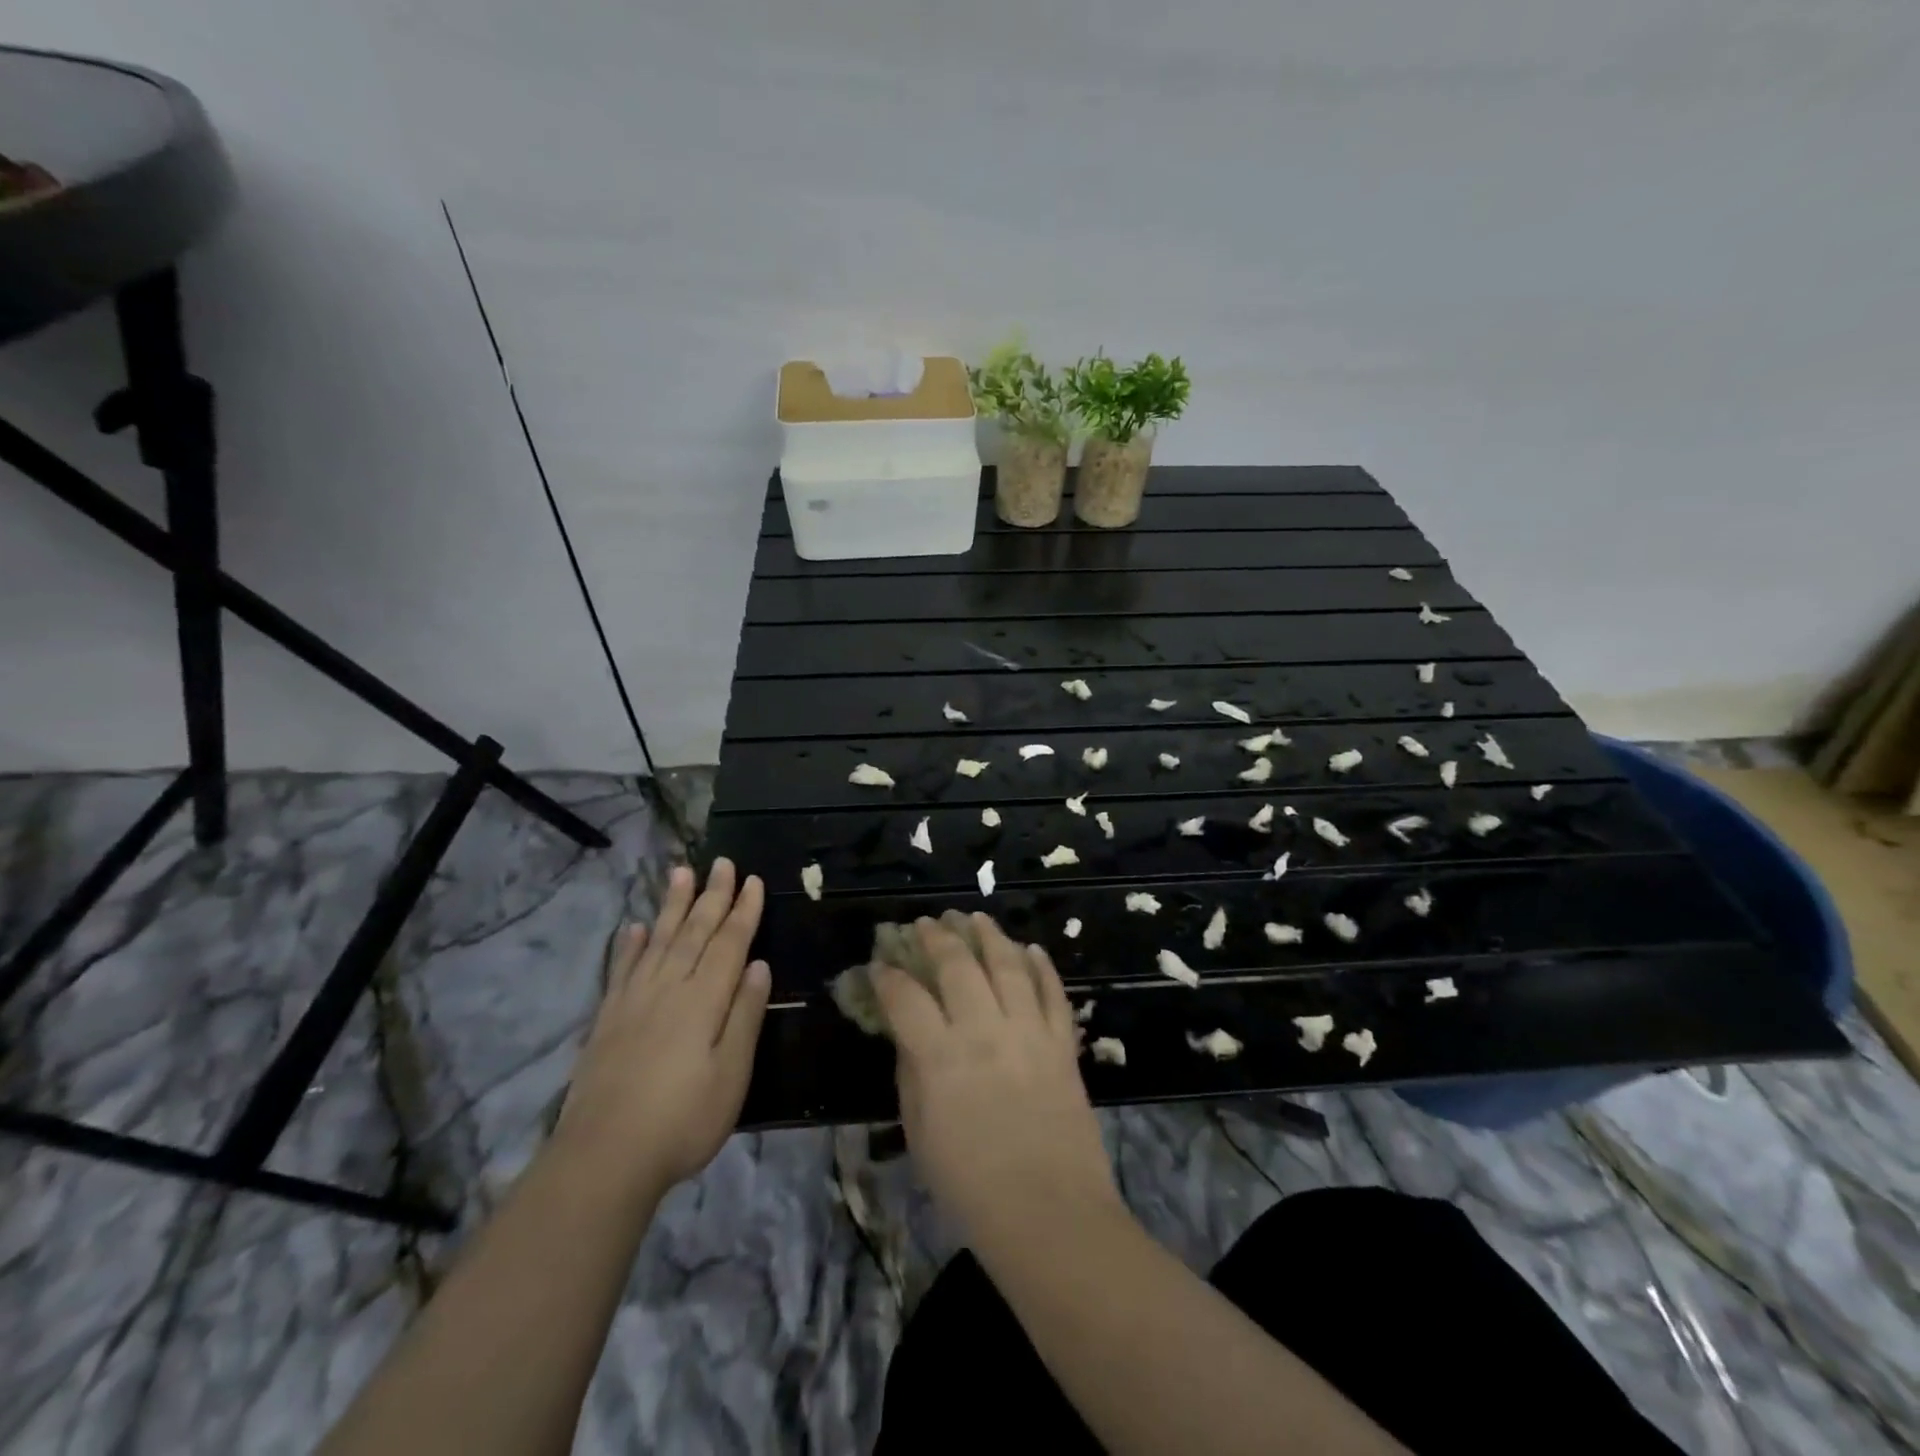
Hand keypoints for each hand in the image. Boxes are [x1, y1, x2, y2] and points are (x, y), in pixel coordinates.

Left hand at [557, 860, 770, 1199]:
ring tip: (680, 873)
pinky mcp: (608, 1019)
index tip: (754, 880)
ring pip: (659, 940)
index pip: (729, 944)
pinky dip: (630, 945)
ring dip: (672, 906)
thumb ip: (744, 1016)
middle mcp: (669, 988)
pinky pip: (622, 969)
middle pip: (694, 932)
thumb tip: (759, 965)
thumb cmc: (682, 1120)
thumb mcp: (731, 1074)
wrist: (603, 1158)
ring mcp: (634, 1001)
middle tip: (721, 862)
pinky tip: (635, 927)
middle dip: (711, 896)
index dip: (744, 911)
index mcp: (704, 1000)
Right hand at [874, 913, 1120, 1246]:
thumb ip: (912, 1076)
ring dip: (988, 935)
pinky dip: (1042, 966)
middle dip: (936, 938)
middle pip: (958, 965)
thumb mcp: (921, 1135)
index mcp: (940, 1057)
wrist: (1050, 1216)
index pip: (905, 998)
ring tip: (973, 916)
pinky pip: (1054, 992)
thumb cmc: (971, 1188)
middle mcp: (984, 1030)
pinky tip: (1031, 948)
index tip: (879, 965)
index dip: (887, 976)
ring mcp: (1029, 1032)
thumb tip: (910, 1037)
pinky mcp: (1063, 1043)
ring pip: (1008, 965)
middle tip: (925, 924)